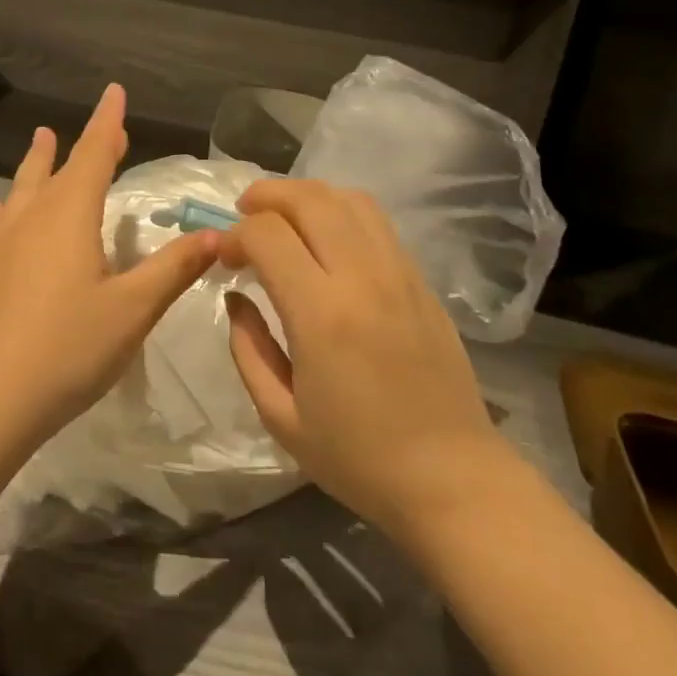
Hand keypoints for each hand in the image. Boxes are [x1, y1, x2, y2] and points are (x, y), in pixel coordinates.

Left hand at [0, 84, 220, 449]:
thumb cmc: (68, 348)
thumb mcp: (133, 309)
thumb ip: (174, 268)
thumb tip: (218, 235)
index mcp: (70, 216)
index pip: (94, 154)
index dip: (108, 123)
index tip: (115, 91)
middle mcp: (35, 220)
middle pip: (61, 168)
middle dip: (86, 145)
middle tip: (105, 128)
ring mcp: (8, 245)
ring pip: (26, 189)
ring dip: (39, 162)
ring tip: (42, 137)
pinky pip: (3, 223)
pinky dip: (6, 206)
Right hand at [220, 180, 515, 545]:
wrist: (453, 479)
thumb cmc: (360, 459)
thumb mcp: (281, 418)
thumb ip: (248, 349)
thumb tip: (236, 298)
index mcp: (322, 314)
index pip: (268, 235)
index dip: (235, 236)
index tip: (223, 258)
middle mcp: (362, 277)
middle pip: (308, 199)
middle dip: (266, 196)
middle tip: (243, 215)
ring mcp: (398, 272)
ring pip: (346, 198)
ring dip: (305, 196)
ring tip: (283, 218)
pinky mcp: (420, 279)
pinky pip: (375, 221)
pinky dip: (339, 211)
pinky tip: (325, 238)